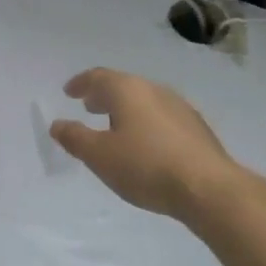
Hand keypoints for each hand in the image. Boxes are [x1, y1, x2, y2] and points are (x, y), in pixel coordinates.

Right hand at [50, 69, 239, 221]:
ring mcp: (179, 107)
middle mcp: (154, 90)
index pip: (98, 77)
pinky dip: (145, 122)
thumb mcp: (99, 156)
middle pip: (123, 86)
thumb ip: (75, 138)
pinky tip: (145, 144)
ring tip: (115, 127)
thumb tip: (57, 124)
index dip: (80, 83)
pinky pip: (161, 116)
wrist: (209, 188)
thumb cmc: (145, 166)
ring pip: (144, 101)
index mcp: (127, 90)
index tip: (68, 92)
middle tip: (89, 107)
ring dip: (125, 110)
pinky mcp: (196, 128)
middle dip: (103, 95)